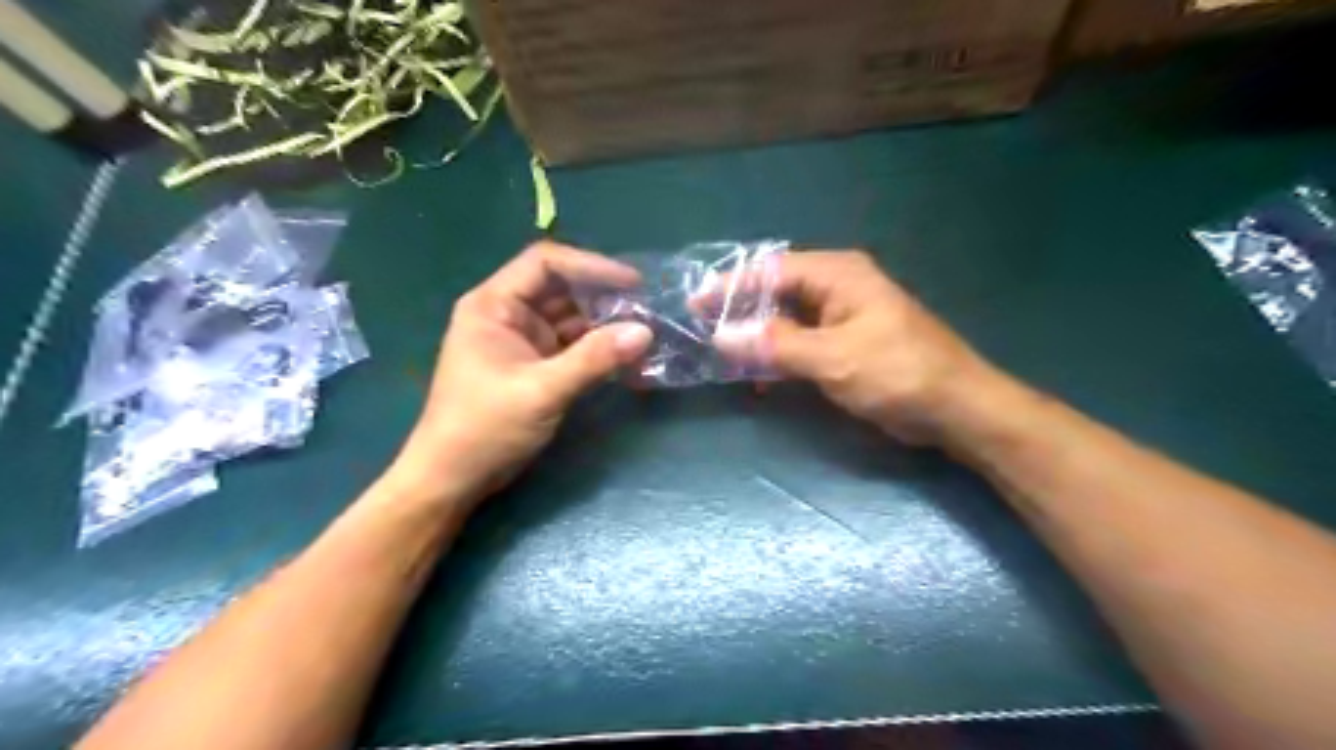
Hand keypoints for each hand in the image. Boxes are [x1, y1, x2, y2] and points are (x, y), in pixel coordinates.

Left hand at [389, 242, 655, 507]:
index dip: (590, 266)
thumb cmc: (484, 428)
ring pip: (570, 318)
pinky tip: (625, 354)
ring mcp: (522, 341)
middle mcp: (507, 314)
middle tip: (647, 308)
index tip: (633, 283)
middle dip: (603, 296)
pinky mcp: (534, 366)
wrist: (453, 478)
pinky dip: (597, 348)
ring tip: (644, 329)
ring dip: (604, 323)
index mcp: (494, 305)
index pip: (545, 263)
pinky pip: (571, 345)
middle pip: (562, 288)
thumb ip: (593, 359)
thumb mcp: (541, 391)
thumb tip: (645, 332)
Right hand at [721, 248, 1000, 445]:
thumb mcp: (833, 358)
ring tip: (725, 358)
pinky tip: (760, 378)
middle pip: (777, 292)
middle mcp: (838, 287)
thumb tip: (722, 336)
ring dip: (759, 338)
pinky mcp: (845, 344)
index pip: (772, 270)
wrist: (955, 409)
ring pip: (786, 320)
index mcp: (838, 275)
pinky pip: (801, 342)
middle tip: (704, 334)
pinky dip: (779, 356)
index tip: (696, 306)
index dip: (731, 287)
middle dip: (741, 313)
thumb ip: (776, 345)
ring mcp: (842, 317)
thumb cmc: (898, 373)